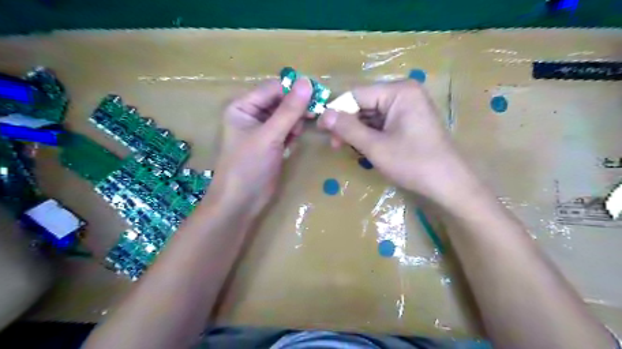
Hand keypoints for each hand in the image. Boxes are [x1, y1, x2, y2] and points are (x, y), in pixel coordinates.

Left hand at [207, 79, 310, 218]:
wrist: (241, 202)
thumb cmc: (249, 166)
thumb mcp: (269, 136)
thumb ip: (289, 110)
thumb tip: (307, 82)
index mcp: (243, 106)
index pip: (273, 88)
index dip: (294, 90)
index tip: (317, 95)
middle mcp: (251, 114)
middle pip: (280, 101)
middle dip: (296, 108)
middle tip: (313, 115)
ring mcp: (262, 130)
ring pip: (286, 116)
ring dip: (296, 122)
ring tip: (296, 134)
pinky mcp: (272, 144)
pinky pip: (287, 130)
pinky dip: (293, 133)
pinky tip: (293, 142)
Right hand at [320, 81, 470, 208]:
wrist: (448, 184)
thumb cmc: (413, 164)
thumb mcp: (376, 147)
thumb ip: (348, 129)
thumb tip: (324, 114)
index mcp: (399, 91)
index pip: (357, 94)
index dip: (336, 110)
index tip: (320, 128)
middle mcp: (403, 93)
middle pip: (364, 102)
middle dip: (347, 122)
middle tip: (333, 143)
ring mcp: (407, 107)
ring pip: (371, 113)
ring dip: (356, 130)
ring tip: (344, 147)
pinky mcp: (408, 120)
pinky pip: (381, 122)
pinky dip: (368, 134)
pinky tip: (361, 146)